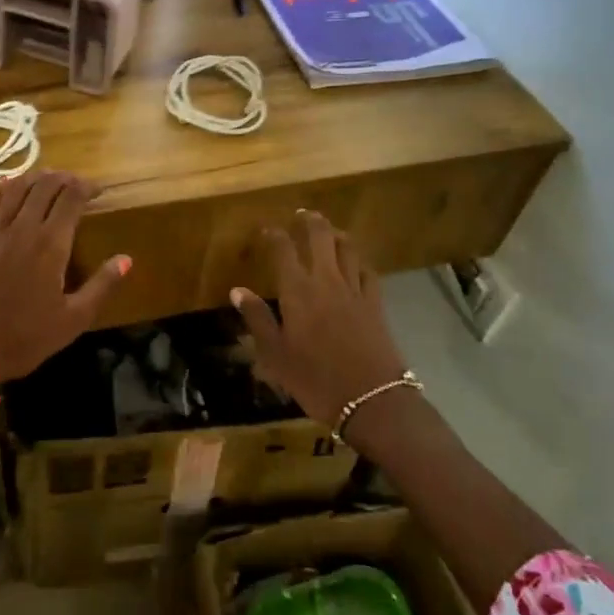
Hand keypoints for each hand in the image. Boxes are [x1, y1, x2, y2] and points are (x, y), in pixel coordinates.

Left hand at [0, 170, 130, 386]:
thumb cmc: (23, 340)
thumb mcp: (73, 320)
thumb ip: (101, 286)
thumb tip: (126, 259)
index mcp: (51, 244)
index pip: (71, 197)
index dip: (87, 186)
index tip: (99, 190)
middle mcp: (23, 229)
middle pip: (44, 186)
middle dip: (64, 178)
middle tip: (78, 184)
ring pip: (16, 189)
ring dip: (35, 178)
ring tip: (49, 179)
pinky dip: (3, 190)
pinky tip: (8, 186)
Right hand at [229, 211, 406, 427]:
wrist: (372, 399)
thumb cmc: (315, 379)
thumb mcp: (276, 354)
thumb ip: (257, 319)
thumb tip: (237, 290)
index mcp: (298, 290)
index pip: (283, 249)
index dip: (274, 235)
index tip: (266, 230)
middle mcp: (327, 280)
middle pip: (321, 237)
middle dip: (310, 221)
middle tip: (302, 215)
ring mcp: (355, 290)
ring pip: (347, 249)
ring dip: (336, 234)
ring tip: (329, 230)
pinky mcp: (376, 304)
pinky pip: (368, 271)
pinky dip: (359, 261)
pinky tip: (356, 264)